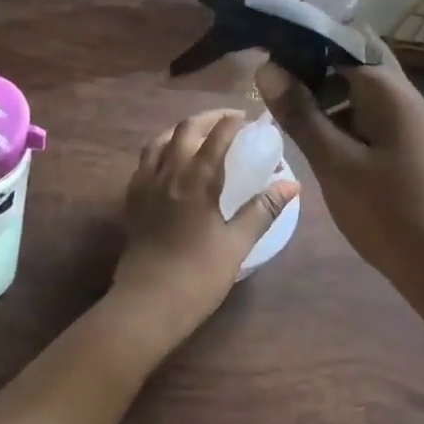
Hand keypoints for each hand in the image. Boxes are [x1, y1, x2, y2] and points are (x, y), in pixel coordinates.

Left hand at [110, 109, 297, 349]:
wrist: (147, 305)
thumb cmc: (198, 276)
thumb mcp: (237, 243)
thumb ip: (264, 209)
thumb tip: (292, 184)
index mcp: (196, 178)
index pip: (217, 135)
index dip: (234, 122)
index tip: (251, 121)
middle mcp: (168, 172)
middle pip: (186, 129)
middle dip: (209, 118)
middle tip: (229, 122)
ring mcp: (145, 184)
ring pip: (160, 140)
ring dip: (182, 131)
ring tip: (199, 136)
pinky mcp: (132, 199)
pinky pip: (145, 161)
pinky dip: (161, 150)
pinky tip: (170, 164)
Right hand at [254, 43, 423, 308]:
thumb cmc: (388, 211)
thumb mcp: (334, 162)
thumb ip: (300, 113)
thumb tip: (265, 66)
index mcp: (385, 86)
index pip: (340, 36)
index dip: (302, 35)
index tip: (264, 43)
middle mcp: (398, 90)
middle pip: (351, 55)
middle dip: (312, 59)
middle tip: (271, 73)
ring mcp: (403, 115)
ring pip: (358, 82)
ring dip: (324, 85)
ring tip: (283, 101)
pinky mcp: (401, 138)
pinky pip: (365, 107)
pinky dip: (338, 109)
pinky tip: (312, 130)